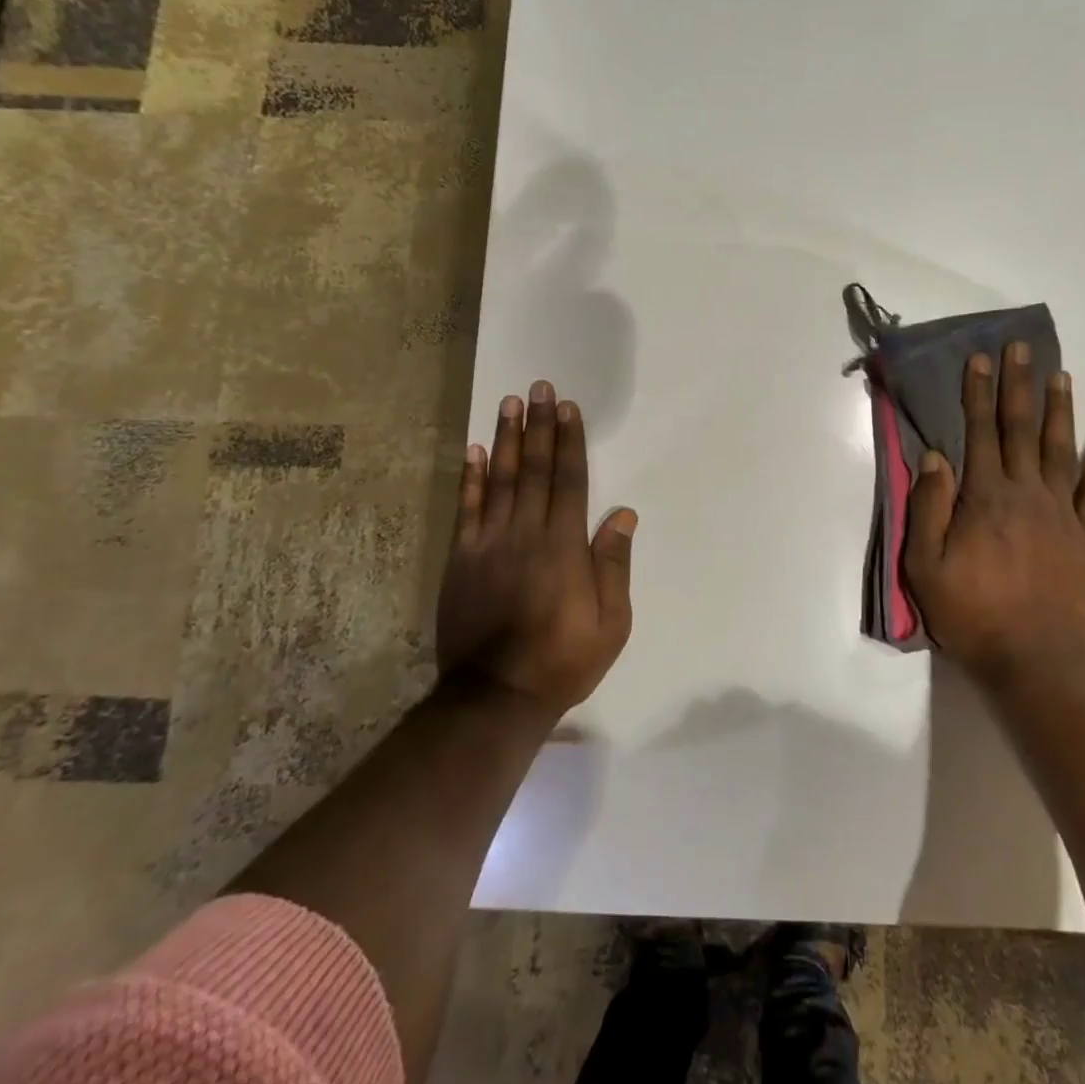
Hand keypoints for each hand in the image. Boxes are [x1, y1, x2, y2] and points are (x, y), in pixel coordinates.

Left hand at [436, 380, 636, 716]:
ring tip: (509, 404)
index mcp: (564, 546)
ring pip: (498, 480)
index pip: (568, 480)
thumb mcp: (611, 622)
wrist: (495, 696)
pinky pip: (466, 509)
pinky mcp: (462, 560)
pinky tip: (472, 451)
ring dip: (504, 439)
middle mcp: (525, 533)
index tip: (567, 408)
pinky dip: (469, 478)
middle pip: (532, 469)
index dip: (569, 441)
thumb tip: (622, 513)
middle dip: (538, 425)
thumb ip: (614, 564)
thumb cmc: (563, 660)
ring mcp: (488, 544)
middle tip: (538, 388)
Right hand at [902, 344, 1084, 682]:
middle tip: (1022, 348)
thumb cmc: (971, 612)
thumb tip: (935, 456)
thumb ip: (929, 507)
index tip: (981, 359)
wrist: (1035, 661)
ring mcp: (1063, 513)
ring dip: (1059, 411)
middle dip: (1018, 386)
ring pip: (1060, 450)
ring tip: (1060, 375)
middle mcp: (1026, 493)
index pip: (979, 432)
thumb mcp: (926, 565)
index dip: (978, 393)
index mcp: (984, 497)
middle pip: (1020, 429)